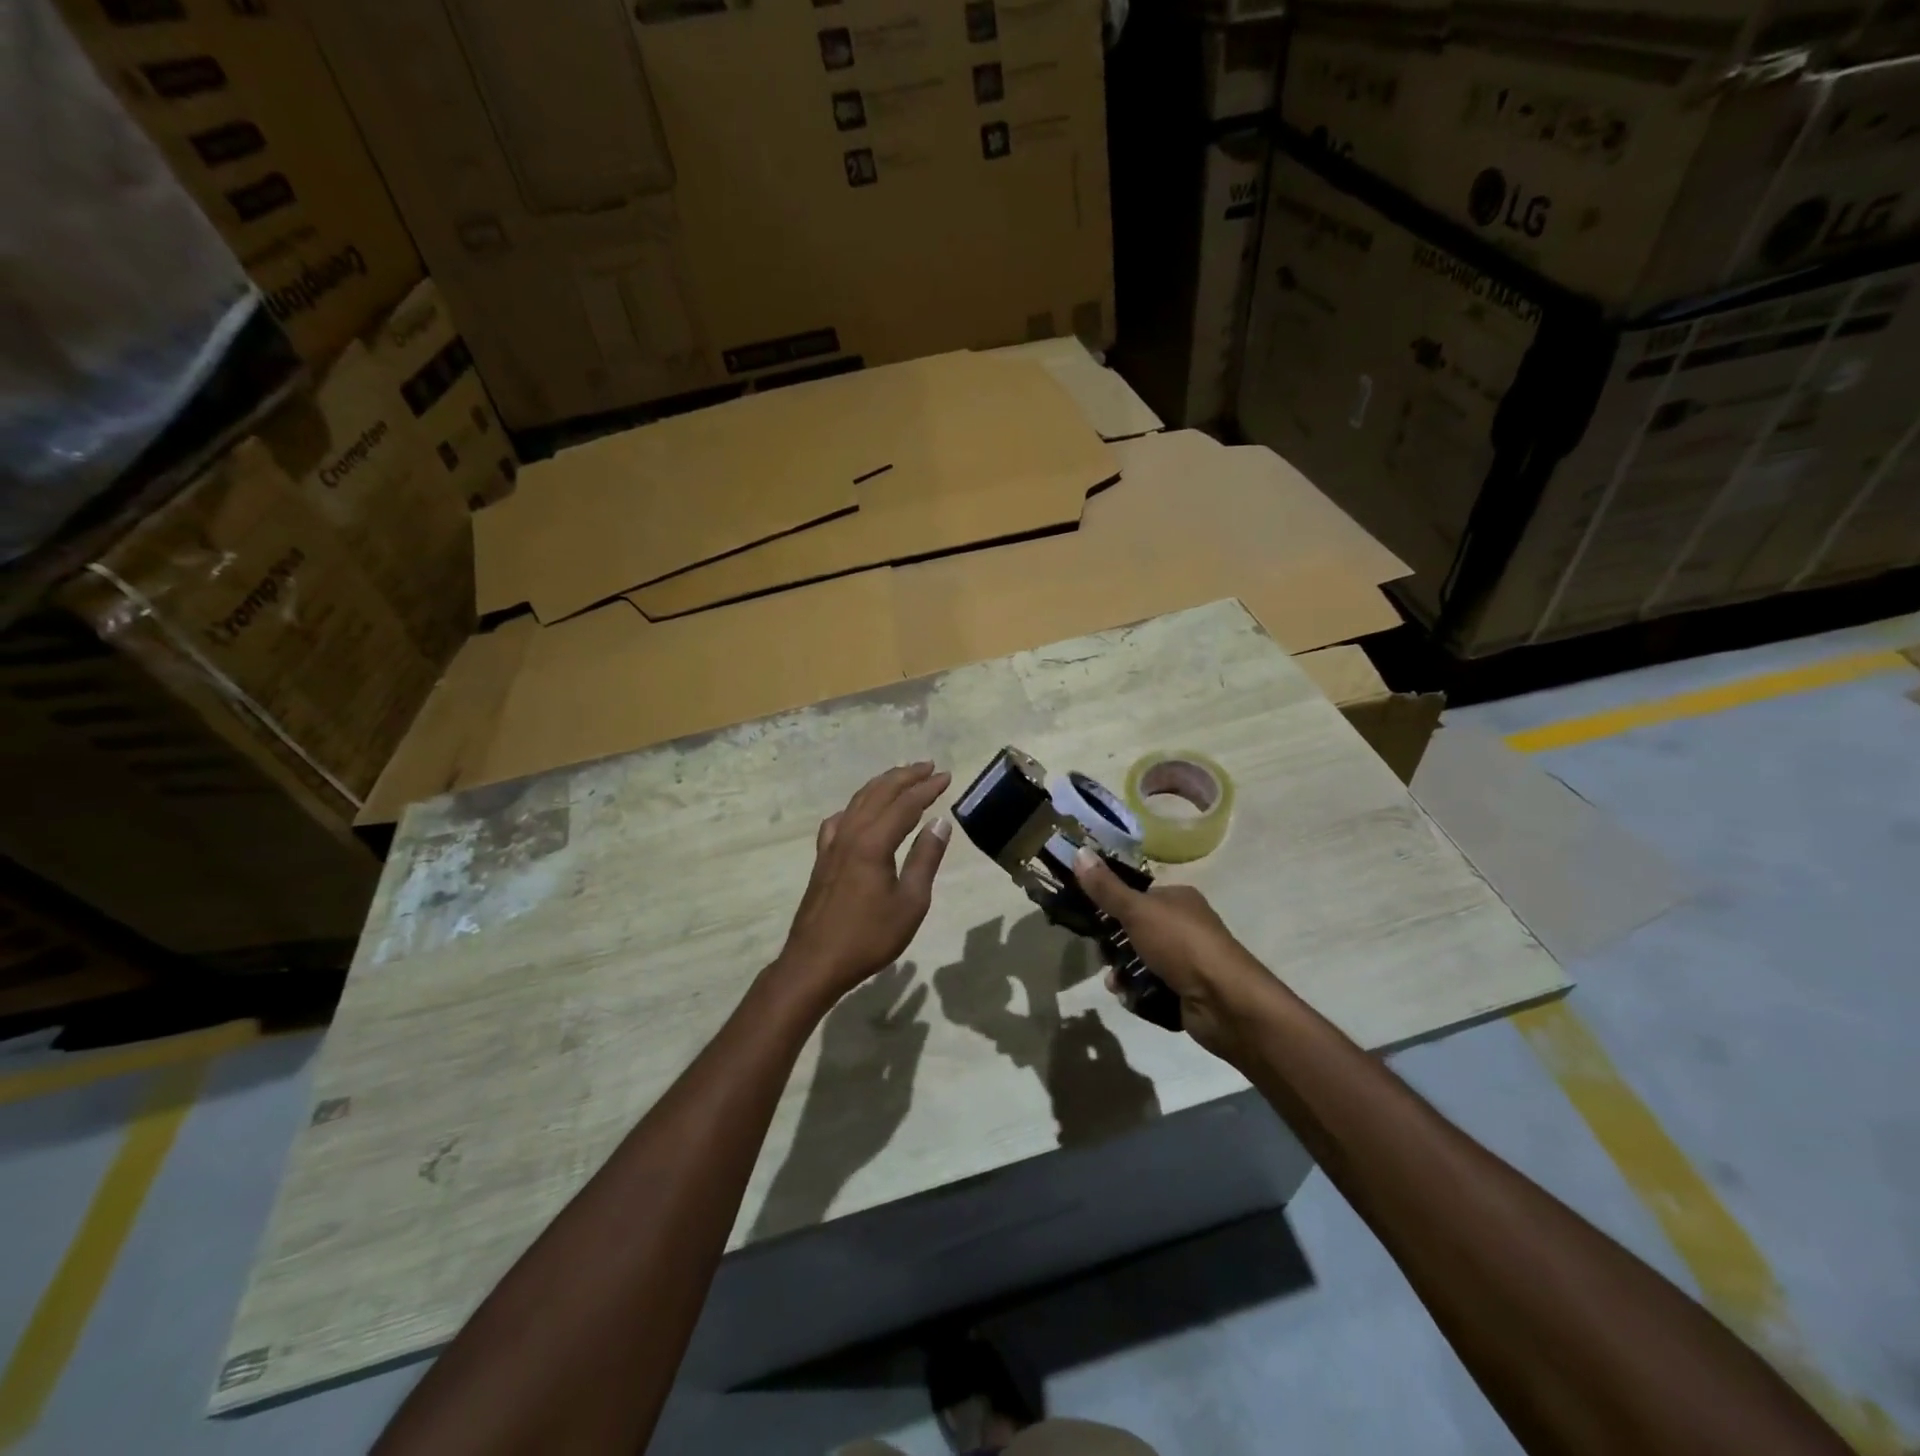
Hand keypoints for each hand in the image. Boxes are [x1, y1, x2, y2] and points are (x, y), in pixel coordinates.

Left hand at [773, 762, 952, 1008]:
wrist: (815, 962)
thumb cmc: (869, 937)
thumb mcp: (910, 903)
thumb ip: (925, 859)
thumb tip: (940, 823)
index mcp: (874, 842)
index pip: (906, 804)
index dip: (927, 788)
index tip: (947, 776)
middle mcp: (851, 833)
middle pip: (880, 793)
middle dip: (906, 776)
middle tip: (928, 767)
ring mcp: (832, 844)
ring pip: (858, 801)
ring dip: (882, 785)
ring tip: (901, 777)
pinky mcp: (822, 857)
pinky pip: (840, 819)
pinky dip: (857, 806)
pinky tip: (860, 812)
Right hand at [1071, 850, 1275, 1058]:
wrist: (1225, 1001)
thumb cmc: (1181, 944)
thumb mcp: (1138, 910)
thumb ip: (1106, 887)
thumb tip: (1079, 851)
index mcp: (1178, 899)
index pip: (1137, 896)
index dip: (1113, 906)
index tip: (1090, 919)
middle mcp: (1184, 926)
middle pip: (1136, 930)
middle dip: (1115, 945)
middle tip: (1103, 954)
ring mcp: (1186, 960)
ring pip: (1140, 961)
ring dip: (1123, 972)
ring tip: (1115, 982)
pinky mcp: (1185, 991)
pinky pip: (1151, 988)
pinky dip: (1137, 993)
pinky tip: (1129, 997)